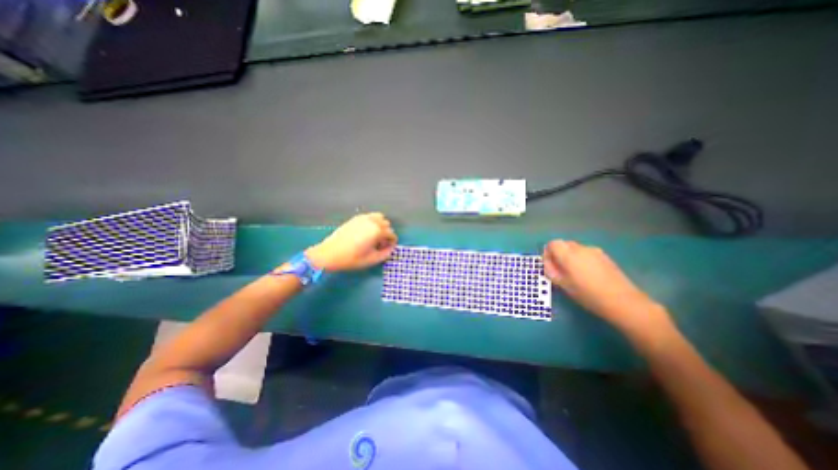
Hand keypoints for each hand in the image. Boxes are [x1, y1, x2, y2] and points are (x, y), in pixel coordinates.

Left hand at [304, 213, 398, 271]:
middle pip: (387, 224)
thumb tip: (391, 249)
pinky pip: (369, 217)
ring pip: (379, 218)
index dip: (392, 243)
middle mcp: (372, 221)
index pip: (391, 234)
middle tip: (380, 244)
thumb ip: (386, 254)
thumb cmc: (352, 258)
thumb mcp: (372, 260)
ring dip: (380, 226)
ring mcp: (363, 218)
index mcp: (377, 231)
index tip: (387, 249)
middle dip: (386, 234)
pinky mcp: (355, 218)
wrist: (329, 254)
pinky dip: (372, 222)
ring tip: (374, 237)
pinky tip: (366, 233)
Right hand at [543, 241, 667, 331]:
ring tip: (575, 273)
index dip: (548, 253)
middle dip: (559, 254)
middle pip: (564, 244)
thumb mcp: (563, 285)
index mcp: (569, 255)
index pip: (553, 243)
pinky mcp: (605, 256)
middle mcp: (581, 248)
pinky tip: (588, 274)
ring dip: (570, 256)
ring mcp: (595, 251)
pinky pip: (586, 253)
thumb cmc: (588, 295)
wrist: (623, 301)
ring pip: (576, 248)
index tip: (550, 266)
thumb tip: (548, 262)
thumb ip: (551, 271)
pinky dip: (582, 259)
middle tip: (561, 270)